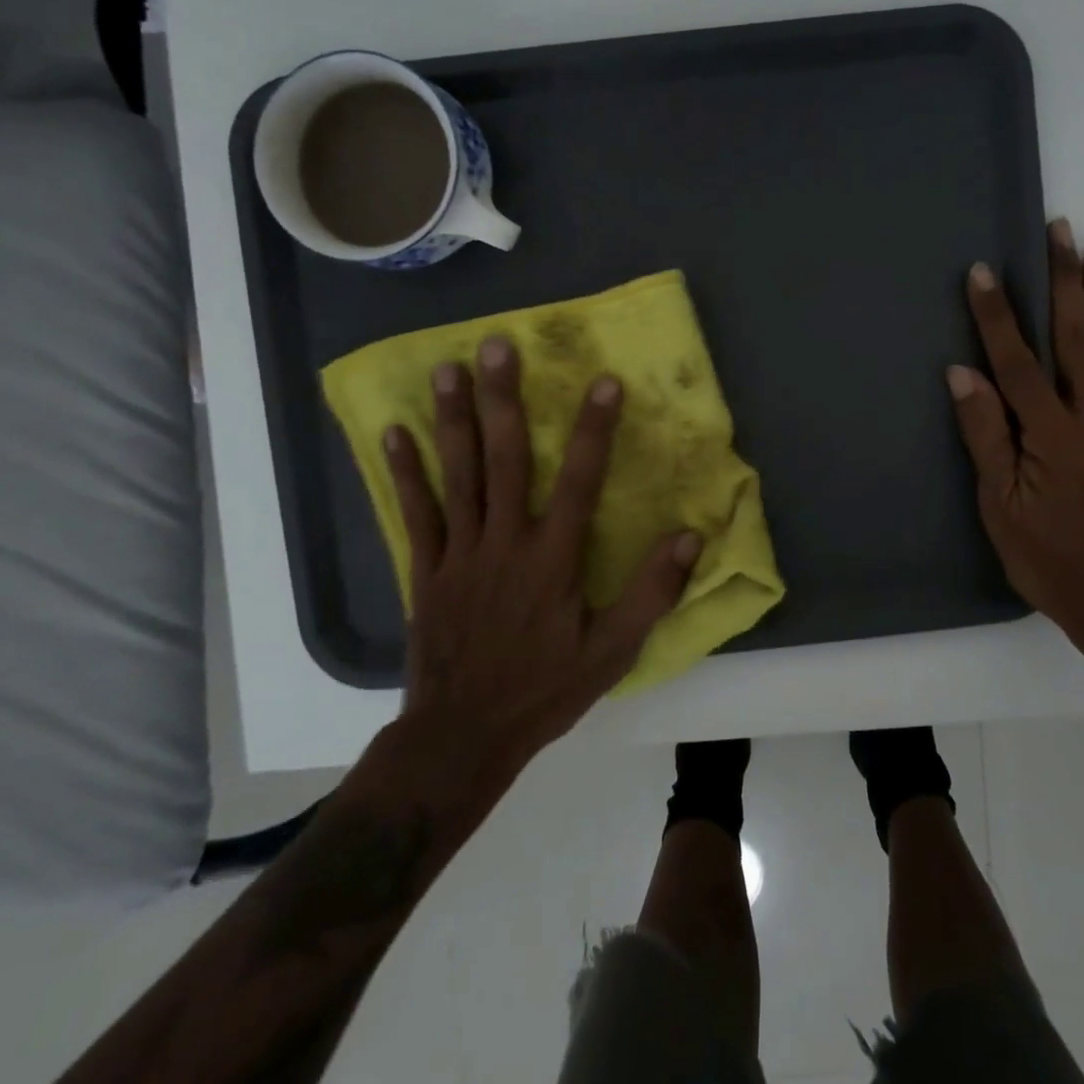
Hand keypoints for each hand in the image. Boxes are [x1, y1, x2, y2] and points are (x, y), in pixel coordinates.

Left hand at [383, 336, 701, 786]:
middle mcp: (505, 542)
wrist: (462, 736)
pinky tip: (395, 433)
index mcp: (553, 559)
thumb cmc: (544, 689)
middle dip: (504, 400)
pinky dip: (406, 472)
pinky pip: (416, 512)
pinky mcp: (426, 569)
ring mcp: (460, 553)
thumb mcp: (612, 652)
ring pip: (457, 475)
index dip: (594, 430)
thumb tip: (689, 537)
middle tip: (497, 346)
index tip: (605, 382)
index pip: (579, 481)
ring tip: (448, 369)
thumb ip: (652, 593)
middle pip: (504, 460)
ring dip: (452, 420)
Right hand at [948, 220, 1083, 657]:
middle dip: (1065, 282)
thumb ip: (984, 434)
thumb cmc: (1042, 553)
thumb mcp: (997, 502)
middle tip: (1060, 230)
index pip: (1018, 362)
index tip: (982, 271)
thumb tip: (963, 373)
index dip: (997, 315)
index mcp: (1051, 436)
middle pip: (1078, 340)